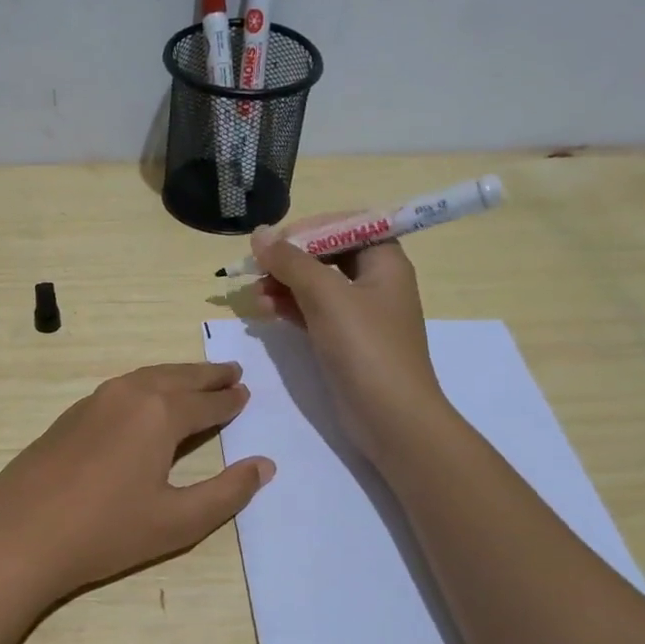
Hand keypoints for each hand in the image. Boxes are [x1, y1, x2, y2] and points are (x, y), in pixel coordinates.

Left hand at [0, 363, 273, 608]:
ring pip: (145, 378)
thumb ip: (226, 493)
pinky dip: (145, 386)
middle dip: (206, 375)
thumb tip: (263, 465)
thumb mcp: (178, 521)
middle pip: (176, 378)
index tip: (246, 393)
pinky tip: (144, 401)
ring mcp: (93, 401)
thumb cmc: (106, 531)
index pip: (206, 402)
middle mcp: (128, 395)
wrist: (19, 535)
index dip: (229, 400)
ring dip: (175, 376)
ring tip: (194, 379)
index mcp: (159, 413)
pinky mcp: (69, 416)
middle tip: (231, 372)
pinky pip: (120, 389)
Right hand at [250, 223, 446, 463]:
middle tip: (256, 269)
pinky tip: (264, 311)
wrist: (390, 417)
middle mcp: (374, 282)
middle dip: (290, 259)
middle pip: (326, 255)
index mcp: (385, 261)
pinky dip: (289, 308)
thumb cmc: (365, 347)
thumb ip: (290, 261)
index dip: (310, 228)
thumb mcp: (326, 296)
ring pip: (315, 285)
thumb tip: (258, 234)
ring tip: (254, 295)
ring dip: (283, 284)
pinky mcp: (344, 340)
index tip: (275, 241)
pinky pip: (312, 312)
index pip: (346, 226)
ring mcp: (359, 314)